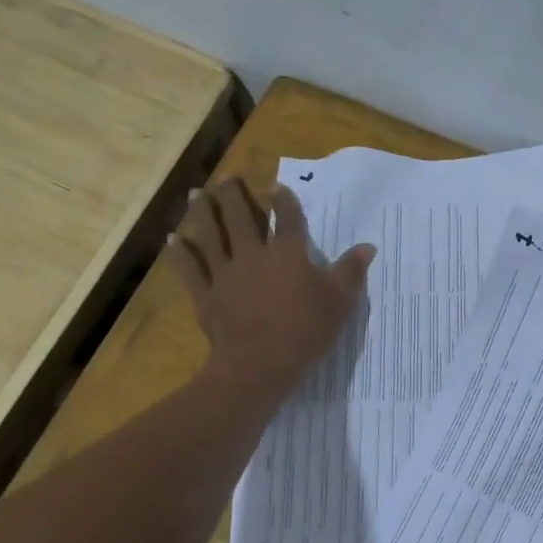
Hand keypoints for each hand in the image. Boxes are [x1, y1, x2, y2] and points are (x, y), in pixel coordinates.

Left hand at [167, 181, 373, 393]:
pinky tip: (174, 239)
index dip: (283, 200)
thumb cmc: (306, 330)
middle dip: (232, 195)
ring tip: (195, 193)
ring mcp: (224, 273)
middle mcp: (252, 254)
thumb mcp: (340, 301)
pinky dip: (180, 253)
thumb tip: (368, 246)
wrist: (260, 364)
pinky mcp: (206, 295)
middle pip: (240, 217)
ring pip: (209, 235)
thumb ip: (351, 271)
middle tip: (226, 179)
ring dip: (201, 212)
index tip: (277, 187)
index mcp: (288, 253)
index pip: (287, 218)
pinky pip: (189, 269)